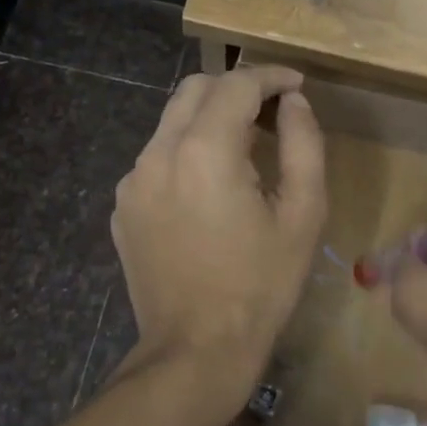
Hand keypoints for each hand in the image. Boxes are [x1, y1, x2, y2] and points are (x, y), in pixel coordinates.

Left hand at [112, 66, 325, 398]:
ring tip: (243, 152)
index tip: (296, 85)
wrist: (196, 350)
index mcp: (205, 151)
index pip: (236, 84)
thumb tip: (293, 103)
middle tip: (270, 111)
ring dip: (208, 121)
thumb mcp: (303, 215)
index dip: (271, 76)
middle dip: (235, 88)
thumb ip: (303, 145)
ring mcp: (132, 181)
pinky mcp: (123, 207)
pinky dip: (185, 154)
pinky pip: (156, 159)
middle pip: (195, 89)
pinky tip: (208, 190)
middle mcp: (158, 153)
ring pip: (171, 122)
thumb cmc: (261, 285)